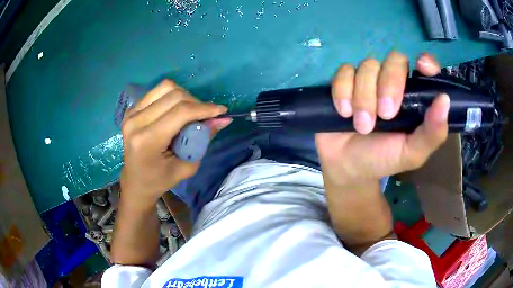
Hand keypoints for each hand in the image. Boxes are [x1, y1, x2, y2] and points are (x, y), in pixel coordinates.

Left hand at [120, 80, 231, 205]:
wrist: (134, 181)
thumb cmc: (159, 180)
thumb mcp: (186, 167)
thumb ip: (203, 141)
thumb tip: (223, 119)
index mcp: (147, 140)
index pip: (180, 112)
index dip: (204, 108)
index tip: (222, 111)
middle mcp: (136, 121)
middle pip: (175, 95)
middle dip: (197, 103)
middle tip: (206, 116)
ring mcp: (132, 112)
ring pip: (166, 87)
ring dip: (185, 96)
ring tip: (191, 112)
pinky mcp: (132, 108)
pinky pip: (158, 91)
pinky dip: (173, 97)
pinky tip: (176, 111)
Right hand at [315, 51, 449, 185]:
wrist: (348, 167)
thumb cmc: (383, 159)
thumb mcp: (412, 153)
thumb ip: (432, 133)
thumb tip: (445, 99)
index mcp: (413, 96)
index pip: (424, 67)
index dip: (426, 61)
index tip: (423, 67)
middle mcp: (392, 82)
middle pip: (394, 60)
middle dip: (389, 85)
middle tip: (385, 115)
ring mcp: (367, 79)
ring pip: (368, 66)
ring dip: (364, 97)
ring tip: (362, 126)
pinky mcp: (344, 82)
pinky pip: (344, 72)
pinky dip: (343, 91)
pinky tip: (344, 112)